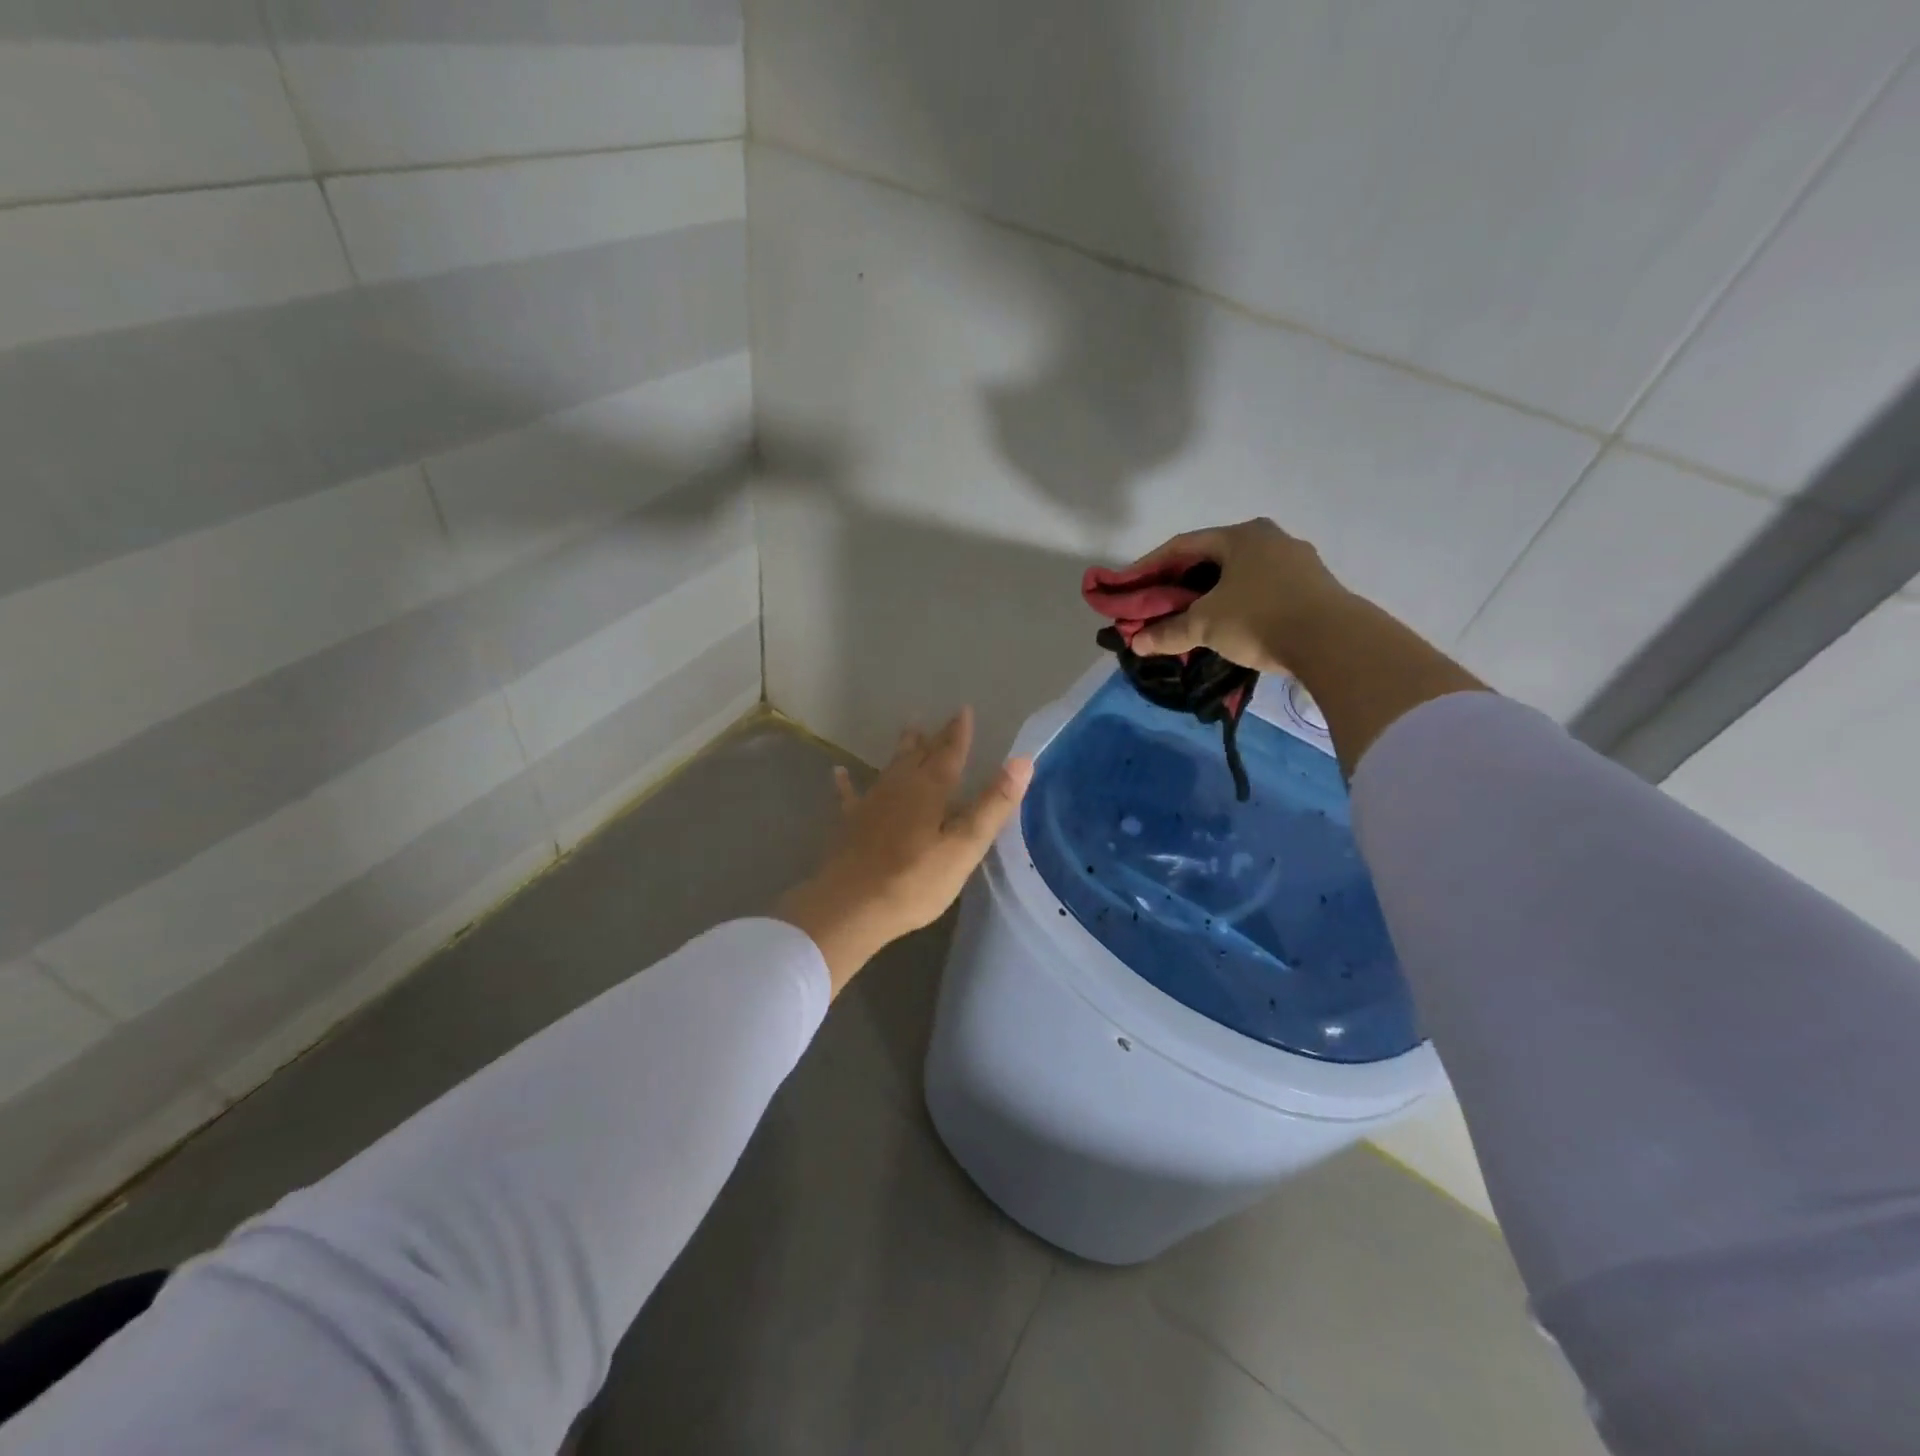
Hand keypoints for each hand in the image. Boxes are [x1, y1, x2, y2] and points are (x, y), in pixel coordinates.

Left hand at [777, 709, 1032, 993]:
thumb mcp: (964, 847)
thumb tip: (1022, 761)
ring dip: (902, 750)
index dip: (959, 733)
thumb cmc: (915, 881)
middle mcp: (900, 787)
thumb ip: (993, 805)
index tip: (964, 710)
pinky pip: (850, 795)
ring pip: (890, 768)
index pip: (950, 754)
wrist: (851, 906)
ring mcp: (872, 804)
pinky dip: (847, 783)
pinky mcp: (851, 824)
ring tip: (908, 730)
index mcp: (930, 790)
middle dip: (932, 738)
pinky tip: (839, 773)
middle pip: (919, 756)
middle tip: (938, 720)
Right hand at [1125, 518, 1353, 674]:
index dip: (1150, 566)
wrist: (1333, 641)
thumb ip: (1168, 631)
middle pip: (1211, 559)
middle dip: (1181, 582)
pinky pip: (1262, 590)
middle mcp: (1269, 538)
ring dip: (1210, 594)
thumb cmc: (1259, 618)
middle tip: (1158, 603)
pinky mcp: (1312, 587)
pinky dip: (1238, 604)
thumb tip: (1136, 642)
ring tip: (1191, 617)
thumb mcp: (1205, 625)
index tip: (1130, 586)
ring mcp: (1296, 561)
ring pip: (1239, 575)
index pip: (1182, 545)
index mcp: (1240, 536)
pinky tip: (1229, 625)